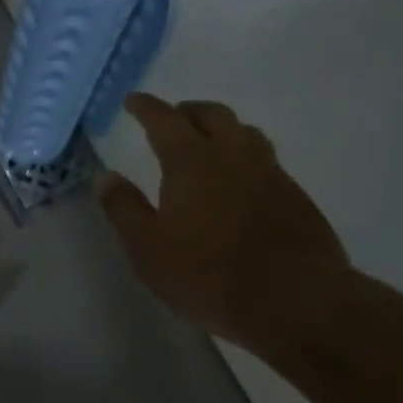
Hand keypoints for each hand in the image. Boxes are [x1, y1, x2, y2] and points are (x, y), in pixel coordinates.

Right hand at [97, 94, 350, 352]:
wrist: (296, 302)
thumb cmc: (209, 274)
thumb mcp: (148, 248)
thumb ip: (124, 208)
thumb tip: (105, 177)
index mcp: (192, 160)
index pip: (164, 119)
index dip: (146, 107)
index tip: (133, 101)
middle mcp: (233, 155)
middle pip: (212, 114)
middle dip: (188, 111)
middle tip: (173, 119)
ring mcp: (270, 174)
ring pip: (245, 133)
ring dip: (223, 129)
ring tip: (210, 143)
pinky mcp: (297, 197)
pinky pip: (267, 161)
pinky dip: (246, 158)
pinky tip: (242, 182)